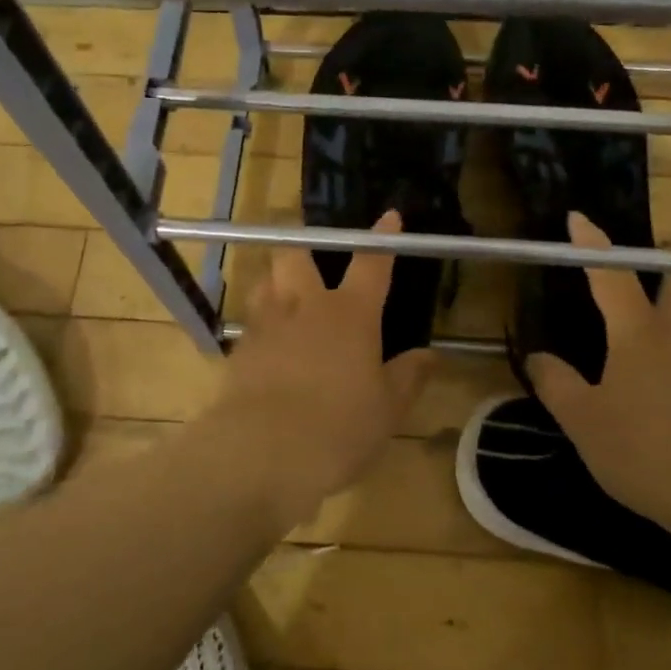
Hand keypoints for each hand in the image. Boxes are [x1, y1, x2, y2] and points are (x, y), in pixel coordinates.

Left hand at [207, 211, 432, 531]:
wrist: (263, 452)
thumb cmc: (339, 428)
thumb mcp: (387, 409)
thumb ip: (408, 377)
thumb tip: (430, 355)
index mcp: (351, 314)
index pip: (371, 264)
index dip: (382, 239)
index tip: (389, 217)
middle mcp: (306, 307)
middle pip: (296, 254)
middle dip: (303, 244)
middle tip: (311, 252)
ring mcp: (267, 325)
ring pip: (266, 281)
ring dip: (276, 279)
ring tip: (286, 292)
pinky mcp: (239, 350)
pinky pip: (250, 321)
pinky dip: (260, 322)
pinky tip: (268, 342)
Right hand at [525, 213, 670, 540]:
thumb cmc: (650, 454)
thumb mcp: (585, 425)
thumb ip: (557, 385)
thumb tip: (538, 356)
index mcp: (640, 334)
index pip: (611, 274)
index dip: (591, 244)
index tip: (578, 217)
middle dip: (665, 261)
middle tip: (643, 274)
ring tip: (653, 335)